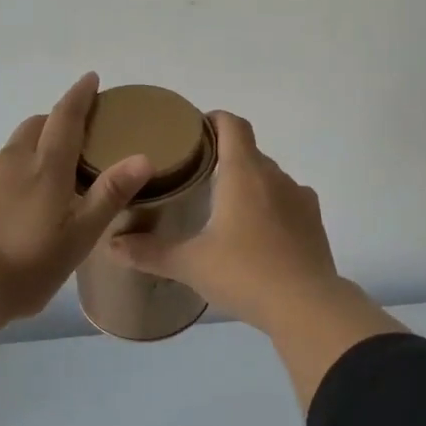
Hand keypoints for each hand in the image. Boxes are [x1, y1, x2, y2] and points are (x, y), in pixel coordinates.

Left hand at [0, 73, 151, 324]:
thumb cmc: (25, 265)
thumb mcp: (78, 236)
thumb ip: (109, 195)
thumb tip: (143, 157)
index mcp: (44, 167)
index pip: (65, 117)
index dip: (80, 95)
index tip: (91, 78)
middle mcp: (12, 162)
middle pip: (36, 126)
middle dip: (57, 119)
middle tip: (78, 133)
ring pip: (15, 148)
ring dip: (35, 146)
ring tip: (51, 172)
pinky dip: (16, 170)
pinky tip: (20, 202)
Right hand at [110, 111, 343, 332]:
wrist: (307, 306)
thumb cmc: (244, 274)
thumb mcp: (190, 264)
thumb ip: (150, 252)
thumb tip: (111, 244)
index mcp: (244, 173)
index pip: (233, 125)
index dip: (214, 119)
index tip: (194, 130)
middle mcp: (275, 176)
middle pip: (250, 151)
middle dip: (225, 157)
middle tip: (197, 175)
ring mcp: (300, 198)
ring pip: (270, 177)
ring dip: (249, 184)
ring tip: (225, 207)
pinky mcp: (314, 221)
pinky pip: (288, 201)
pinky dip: (271, 206)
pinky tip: (258, 233)